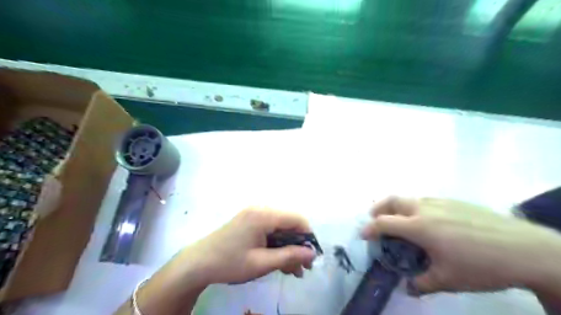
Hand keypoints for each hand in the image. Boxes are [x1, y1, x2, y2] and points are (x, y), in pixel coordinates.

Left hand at [184, 207, 317, 285]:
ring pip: (280, 228)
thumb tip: (312, 253)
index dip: (308, 236)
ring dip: (288, 247)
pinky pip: (270, 230)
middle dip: (298, 245)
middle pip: (289, 223)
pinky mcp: (249, 221)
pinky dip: (277, 244)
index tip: (311, 256)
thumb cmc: (229, 263)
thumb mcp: (261, 263)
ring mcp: (254, 214)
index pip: (296, 219)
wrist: (197, 263)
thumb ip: (289, 256)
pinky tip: (279, 261)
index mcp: (264, 215)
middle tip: (303, 268)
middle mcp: (261, 209)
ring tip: (293, 270)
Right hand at [360, 198, 560, 294]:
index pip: (384, 222)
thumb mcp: (449, 280)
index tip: (363, 234)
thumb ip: (423, 283)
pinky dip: (416, 208)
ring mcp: (440, 202)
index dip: (370, 228)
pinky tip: (429, 222)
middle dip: (378, 208)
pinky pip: (426, 201)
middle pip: (392, 201)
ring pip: (409, 199)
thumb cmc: (481, 265)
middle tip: (375, 219)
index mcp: (419, 226)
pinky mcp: (454, 201)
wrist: (524, 248)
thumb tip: (409, 288)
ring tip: (400, 221)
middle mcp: (424, 208)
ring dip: (397, 207)